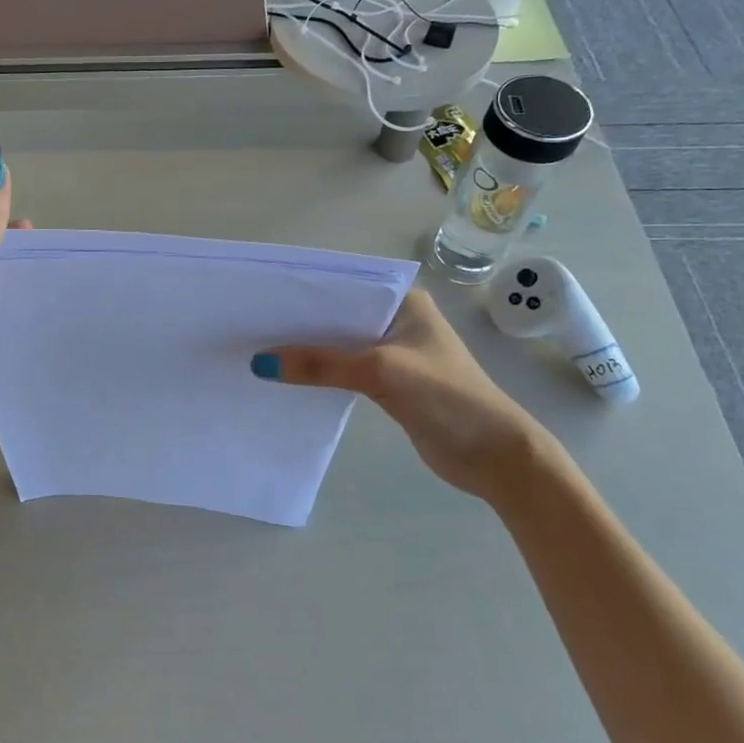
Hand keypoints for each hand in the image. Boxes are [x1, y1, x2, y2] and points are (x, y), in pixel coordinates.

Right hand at [252, 288, 548, 501]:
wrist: (493, 455)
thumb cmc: (446, 397)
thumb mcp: (380, 371)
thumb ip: (321, 365)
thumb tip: (260, 364)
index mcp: (404, 302)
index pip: (345, 288)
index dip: (304, 292)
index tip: (260, 297)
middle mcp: (397, 321)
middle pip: (337, 317)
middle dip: (299, 323)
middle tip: (250, 325)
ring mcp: (392, 353)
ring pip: (338, 345)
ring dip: (306, 351)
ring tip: (258, 349)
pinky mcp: (388, 384)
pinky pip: (343, 371)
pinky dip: (319, 374)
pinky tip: (286, 377)